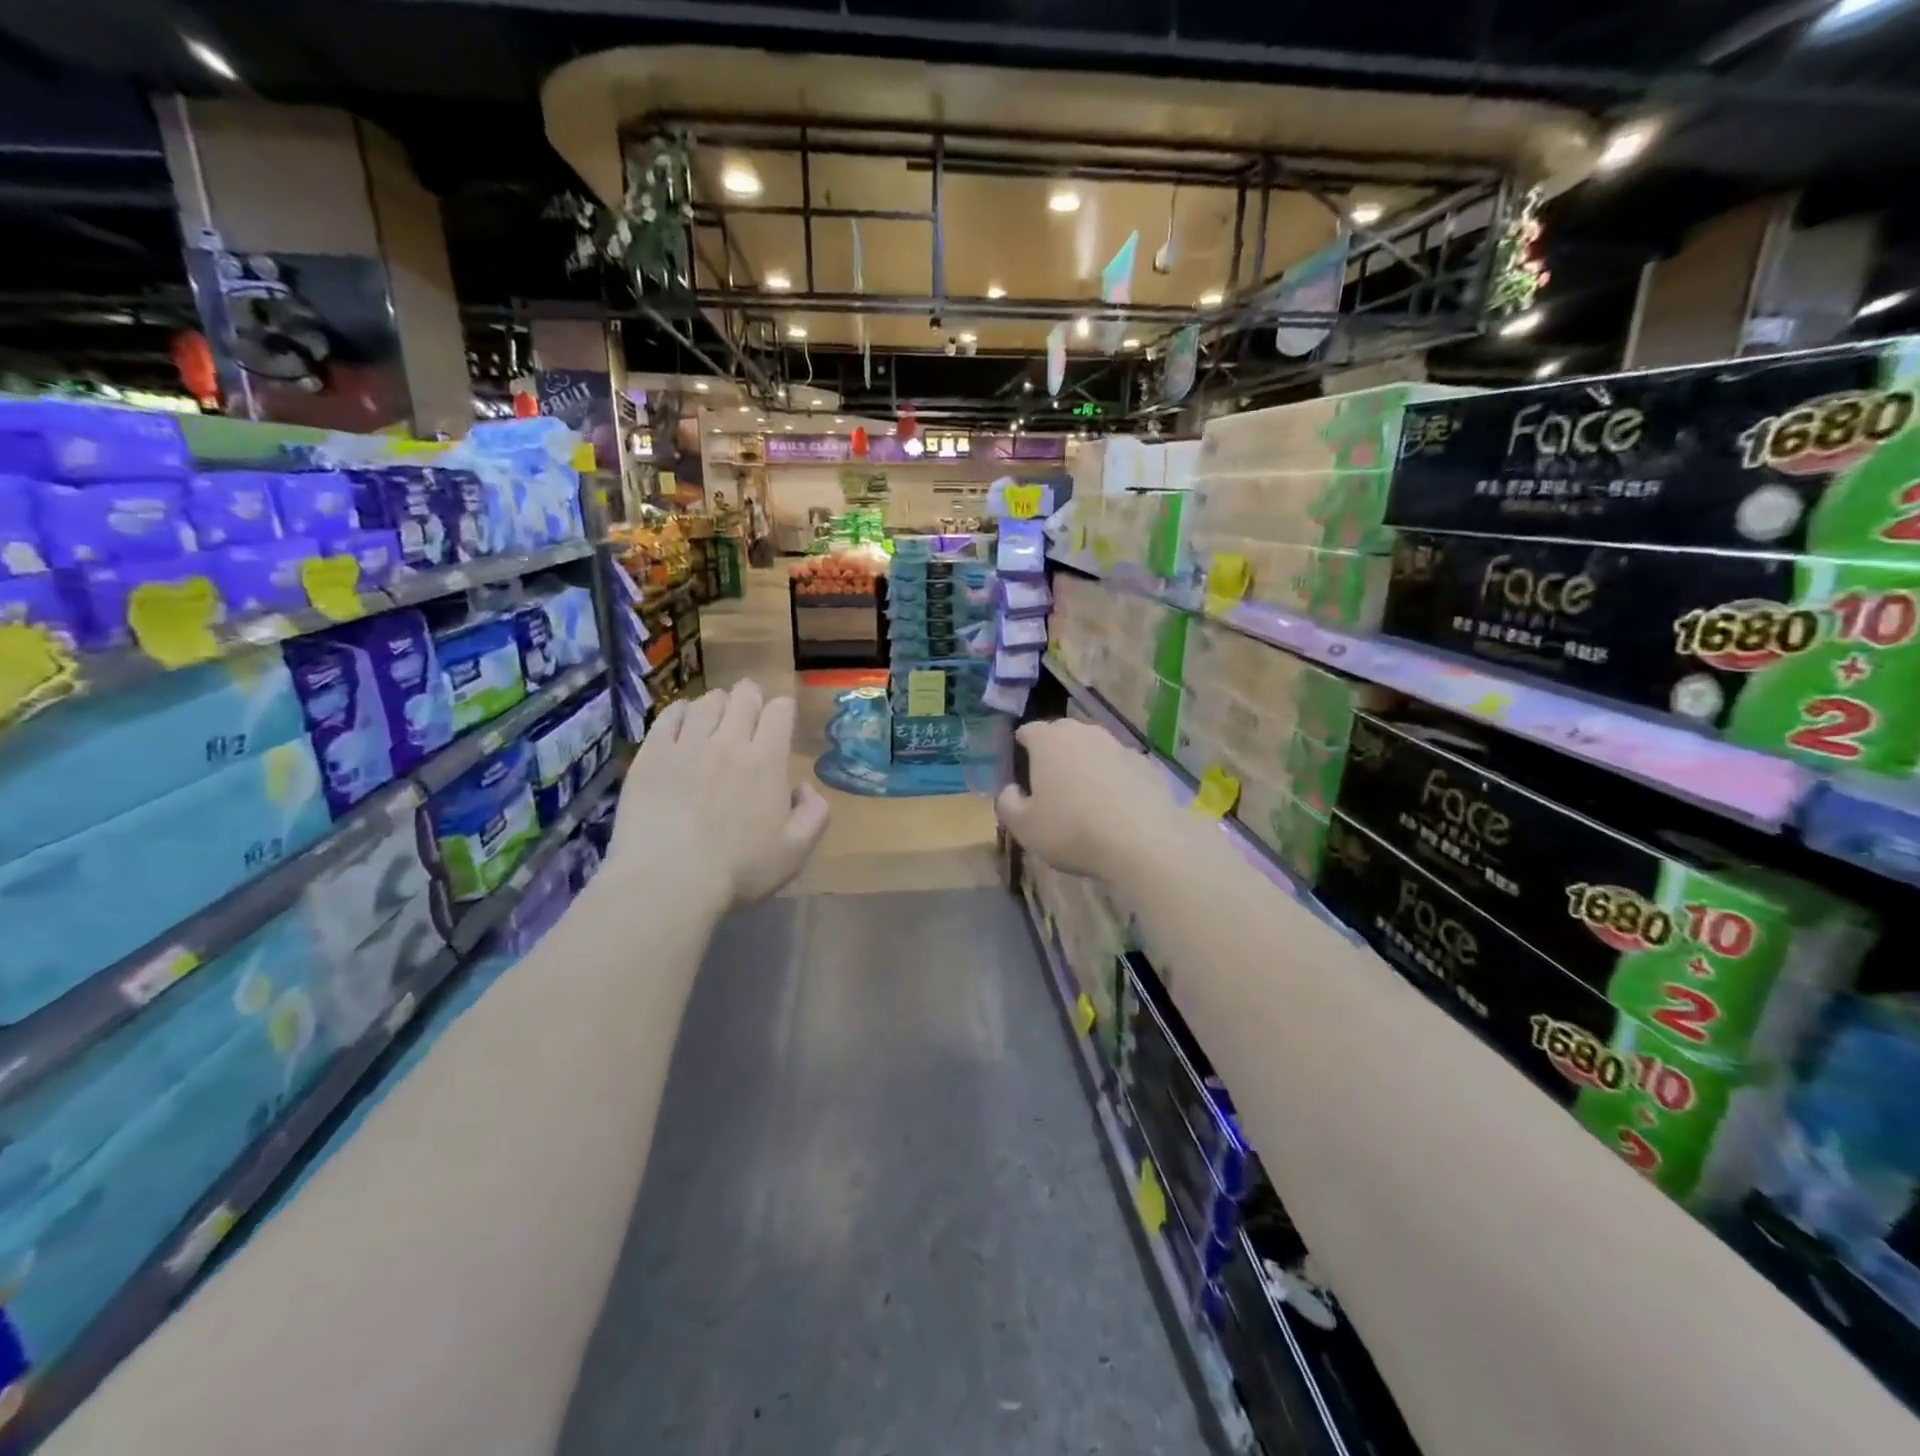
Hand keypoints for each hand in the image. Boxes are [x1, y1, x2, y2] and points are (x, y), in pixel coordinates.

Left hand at [612, 681, 830, 910]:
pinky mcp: (651, 754)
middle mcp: (729, 742)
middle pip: (743, 697)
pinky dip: (681, 711)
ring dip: (718, 702)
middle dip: (751, 696)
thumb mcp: (795, 852)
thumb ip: (814, 814)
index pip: (779, 710)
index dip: (782, 709)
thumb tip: (804, 788)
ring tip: (717, 714)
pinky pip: (669, 716)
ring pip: (707, 702)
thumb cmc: (739, 871)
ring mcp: (686, 745)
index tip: (780, 720)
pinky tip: (683, 720)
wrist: (668, 881)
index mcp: (767, 761)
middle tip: (749, 709)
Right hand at [994, 718, 1178, 881]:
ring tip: (1085, 800)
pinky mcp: (1147, 765)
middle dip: (1054, 755)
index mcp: (1049, 740)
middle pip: (1062, 736)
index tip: (1021, 770)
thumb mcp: (1024, 827)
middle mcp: (1084, 733)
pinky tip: (1115, 810)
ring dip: (1086, 767)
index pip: (1028, 731)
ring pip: (1094, 751)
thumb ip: (1008, 803)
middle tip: (1050, 786)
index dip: (1021, 748)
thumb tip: (1011, 790)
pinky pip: (1120, 768)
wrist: (1144, 842)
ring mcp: (1119, 746)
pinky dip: (1114, 782)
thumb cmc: (1071, 830)